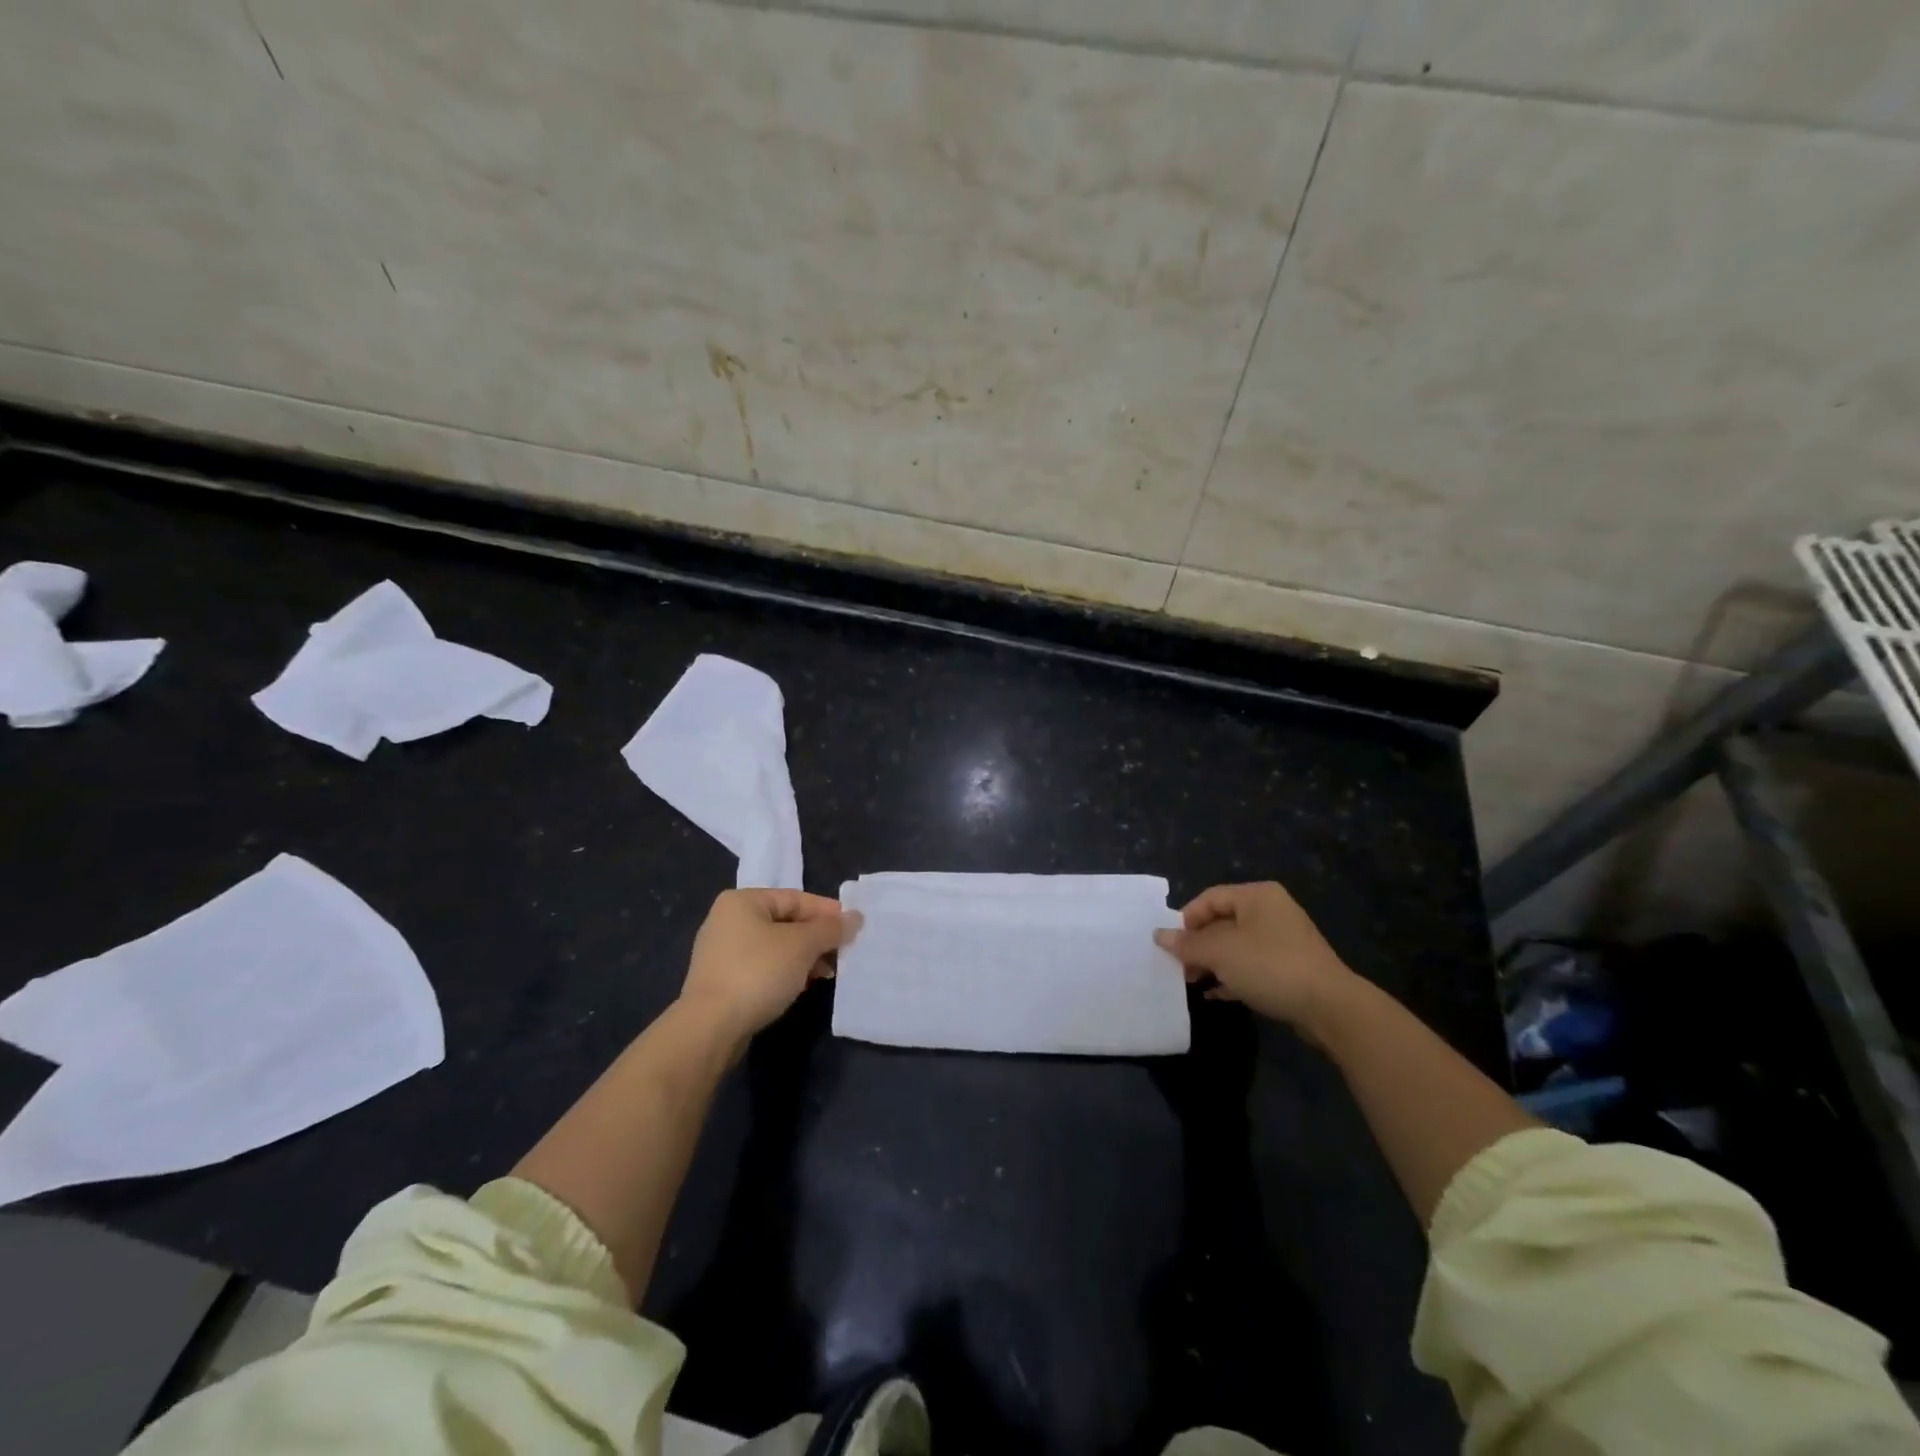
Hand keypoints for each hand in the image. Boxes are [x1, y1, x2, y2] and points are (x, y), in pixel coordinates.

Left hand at [680, 889, 861, 1042]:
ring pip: (775, 947)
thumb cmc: (758, 973)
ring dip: (804, 957)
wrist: (710, 1028)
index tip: (852, 928)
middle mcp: (728, 920)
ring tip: (827, 973)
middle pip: (785, 922)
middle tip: (843, 952)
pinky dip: (785, 972)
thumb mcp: (802, 946)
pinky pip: (762, 967)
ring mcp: (721, 952)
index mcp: (742, 901)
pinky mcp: (721, 981)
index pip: (795, 898)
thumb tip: (856, 917)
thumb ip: (831, 929)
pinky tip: (803, 986)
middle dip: (816, 938)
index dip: (827, 912)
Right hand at [1154, 882, 1358, 1036]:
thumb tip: (1158, 935)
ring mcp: (1283, 940)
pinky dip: (1231, 976)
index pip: (1209, 898)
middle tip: (1178, 967)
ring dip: (1212, 963)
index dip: (1185, 920)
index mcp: (1257, 895)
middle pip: (1222, 922)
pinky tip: (1215, 994)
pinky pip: (1252, 966)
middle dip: (1197, 945)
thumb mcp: (1221, 953)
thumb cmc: (1270, 966)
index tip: (1170, 945)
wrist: (1330, 1007)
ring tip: (1192, 982)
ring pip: (1236, 946)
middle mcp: (1271, 911)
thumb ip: (1187, 944)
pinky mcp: (1290, 968)